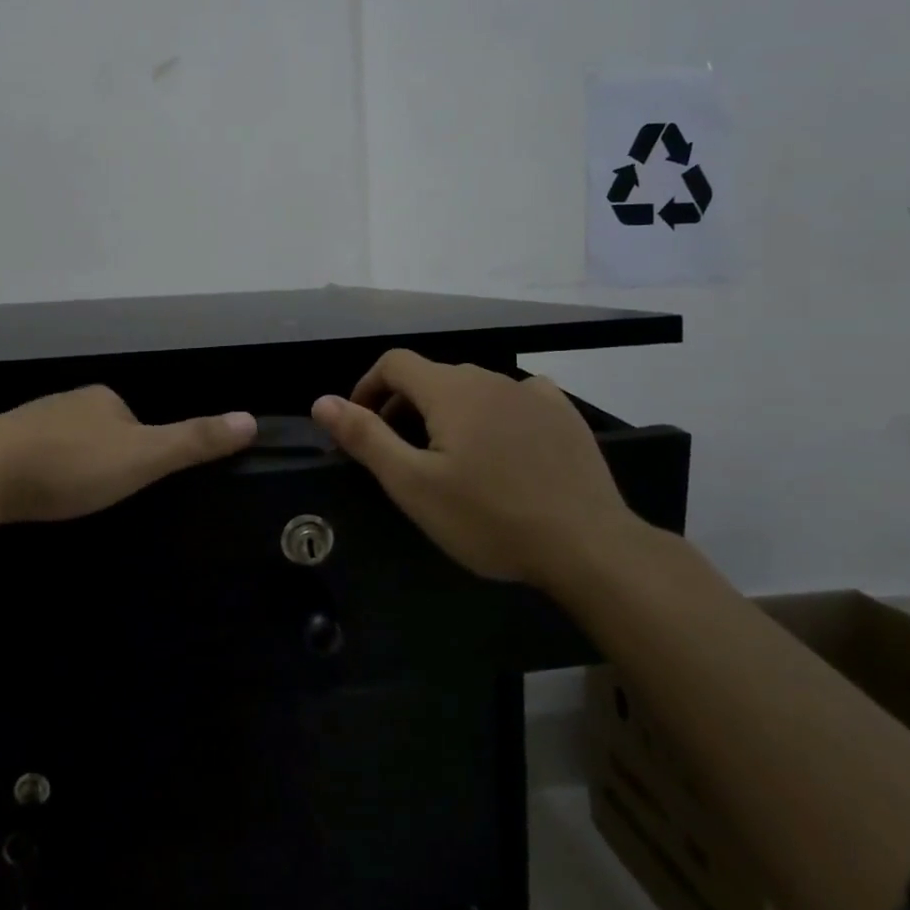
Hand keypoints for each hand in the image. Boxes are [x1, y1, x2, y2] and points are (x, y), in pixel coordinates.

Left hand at [0, 385, 257, 524]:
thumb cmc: (72, 464)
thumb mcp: (143, 457)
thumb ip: (193, 441)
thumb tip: (250, 419)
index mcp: (101, 398)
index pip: (132, 417)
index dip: (139, 447)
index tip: (135, 479)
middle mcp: (64, 401)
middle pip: (96, 429)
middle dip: (101, 456)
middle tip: (101, 495)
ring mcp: (25, 421)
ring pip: (59, 442)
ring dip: (66, 465)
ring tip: (66, 499)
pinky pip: (26, 457)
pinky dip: (35, 473)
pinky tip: (31, 496)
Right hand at [311, 349, 638, 587]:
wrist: (588, 546)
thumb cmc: (489, 517)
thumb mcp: (413, 484)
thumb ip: (365, 437)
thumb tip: (321, 401)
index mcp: (450, 389)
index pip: (394, 363)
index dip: (368, 387)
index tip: (360, 424)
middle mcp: (490, 377)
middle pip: (432, 376)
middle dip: (404, 405)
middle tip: (400, 453)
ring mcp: (532, 392)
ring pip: (473, 388)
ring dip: (448, 411)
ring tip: (449, 457)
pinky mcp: (563, 413)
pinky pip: (515, 397)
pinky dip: (493, 413)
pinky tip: (502, 446)